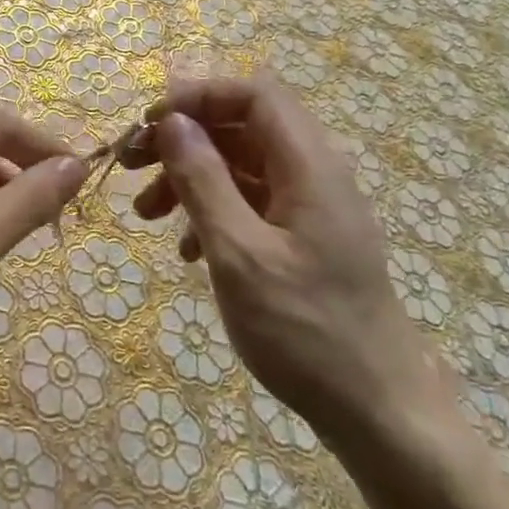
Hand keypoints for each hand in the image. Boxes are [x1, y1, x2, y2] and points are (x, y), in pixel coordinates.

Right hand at [122, 72, 449, 452]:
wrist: (378, 414)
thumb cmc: (306, 331)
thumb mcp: (239, 254)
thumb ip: (203, 180)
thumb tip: (173, 121)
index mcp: (309, 164)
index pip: (252, 93)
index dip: (197, 96)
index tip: (148, 124)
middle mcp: (314, 172)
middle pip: (240, 125)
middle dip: (182, 138)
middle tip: (130, 163)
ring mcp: (310, 206)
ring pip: (239, 164)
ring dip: (189, 177)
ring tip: (144, 212)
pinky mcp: (303, 237)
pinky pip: (250, 202)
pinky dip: (211, 211)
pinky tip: (186, 250)